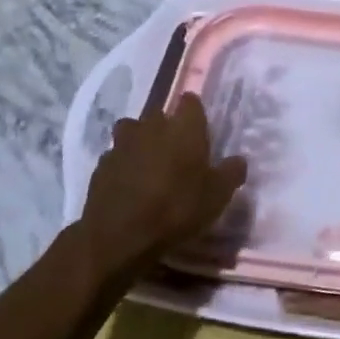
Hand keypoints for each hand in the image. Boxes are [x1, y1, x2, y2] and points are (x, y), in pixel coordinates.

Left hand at [77, 94, 246, 279]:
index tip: (199, 130)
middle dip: (166, 127)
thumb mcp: (218, 195)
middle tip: (176, 151)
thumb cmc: (177, 208)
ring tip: (148, 165)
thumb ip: (231, 173)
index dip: (194, 114)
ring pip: (132, 131)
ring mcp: (122, 144)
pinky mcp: (100, 166)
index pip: (190, 102)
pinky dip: (122, 165)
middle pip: (159, 114)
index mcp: (183, 127)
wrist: (120, 236)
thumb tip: (239, 160)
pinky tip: (129, 185)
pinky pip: (115, 157)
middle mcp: (152, 126)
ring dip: (139, 142)